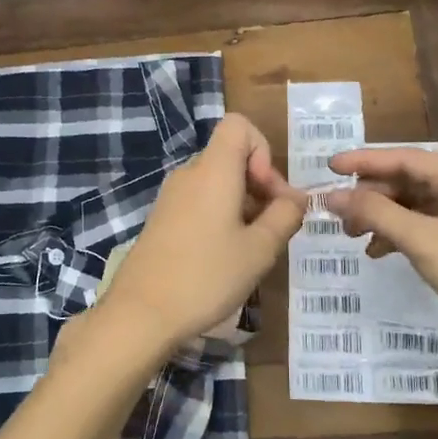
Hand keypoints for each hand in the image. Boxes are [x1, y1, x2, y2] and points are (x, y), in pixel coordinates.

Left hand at [90, 113, 305, 362]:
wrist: (141, 313)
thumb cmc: (206, 276)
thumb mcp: (259, 249)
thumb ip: (285, 216)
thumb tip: (296, 198)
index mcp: (213, 170)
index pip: (239, 125)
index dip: (262, 150)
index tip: (267, 192)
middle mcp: (189, 174)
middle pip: (231, 156)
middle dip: (260, 184)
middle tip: (273, 227)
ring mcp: (171, 197)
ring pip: (217, 182)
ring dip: (243, 204)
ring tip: (252, 247)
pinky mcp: (162, 219)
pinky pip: (200, 201)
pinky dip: (220, 216)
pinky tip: (226, 256)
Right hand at [321, 147, 437, 346]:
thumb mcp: (422, 239)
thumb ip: (375, 213)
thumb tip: (331, 196)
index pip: (404, 158)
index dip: (364, 161)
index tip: (329, 167)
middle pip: (405, 181)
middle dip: (370, 195)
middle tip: (337, 213)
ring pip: (410, 206)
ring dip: (379, 217)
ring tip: (351, 235)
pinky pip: (419, 228)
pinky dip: (396, 236)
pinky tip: (376, 252)